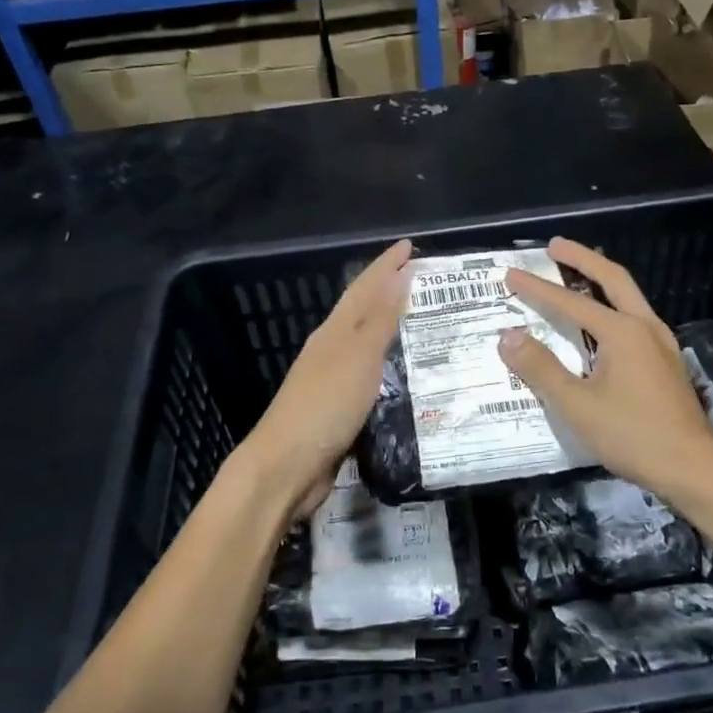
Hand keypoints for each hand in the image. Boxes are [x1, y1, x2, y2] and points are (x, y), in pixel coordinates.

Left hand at [240, 239, 412, 518]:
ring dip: (392, 328)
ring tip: (425, 322)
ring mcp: (332, 380)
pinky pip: (371, 376)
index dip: (386, 265)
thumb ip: (380, 318)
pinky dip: (390, 366)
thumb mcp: (358, 357)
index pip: (364, 287)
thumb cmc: (325, 406)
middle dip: (391, 291)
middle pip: (363, 311)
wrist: (286, 467)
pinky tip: (408, 375)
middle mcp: (331, 349)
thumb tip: (400, 274)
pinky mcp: (339, 409)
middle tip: (426, 281)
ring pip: (368, 343)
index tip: (410, 246)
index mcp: (334, 332)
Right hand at [500, 236, 712, 502]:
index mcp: (623, 332)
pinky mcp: (667, 362)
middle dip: (582, 258)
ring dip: (601, 279)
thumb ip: (541, 368)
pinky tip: (603, 321)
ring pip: (629, 296)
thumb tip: (508, 336)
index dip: (537, 289)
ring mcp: (661, 344)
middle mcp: (645, 327)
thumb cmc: (632, 436)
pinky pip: (636, 317)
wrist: (692, 468)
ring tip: (576, 273)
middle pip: (613, 279)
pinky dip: (613, 304)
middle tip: (554, 246)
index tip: (510, 275)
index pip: (571, 302)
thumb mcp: (577, 405)